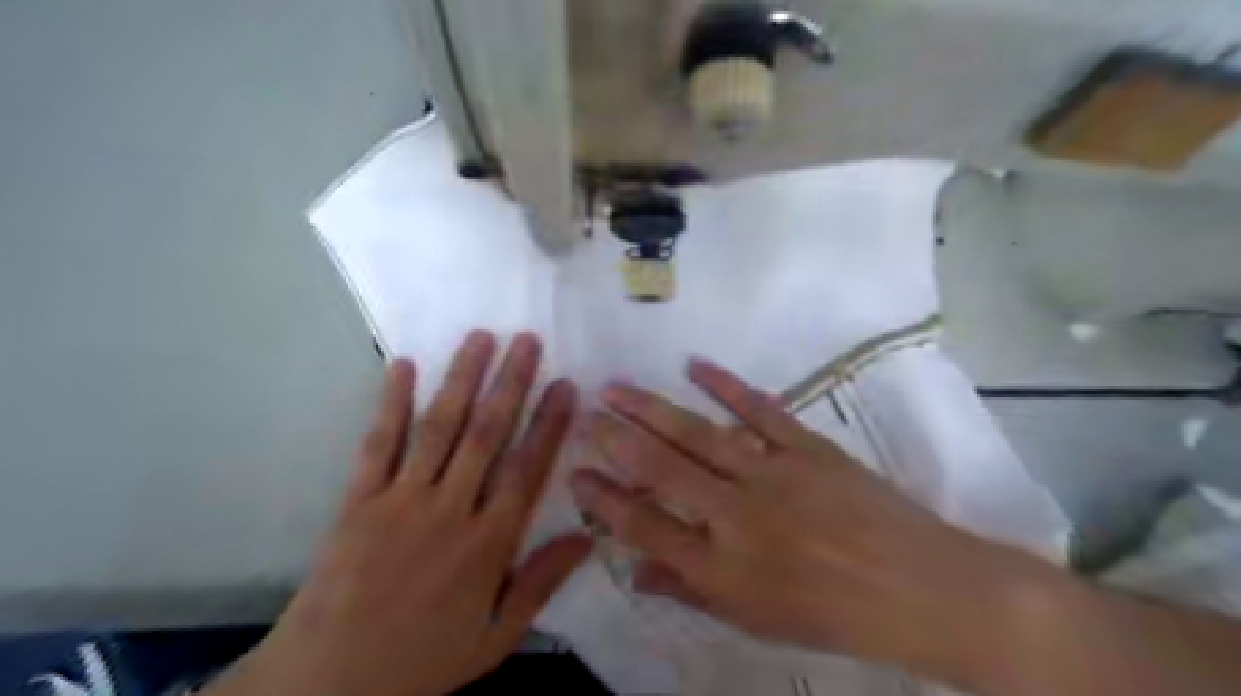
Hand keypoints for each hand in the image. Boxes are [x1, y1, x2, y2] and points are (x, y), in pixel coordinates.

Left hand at [206, 330, 589, 695]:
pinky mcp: (359, 499)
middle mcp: (451, 509)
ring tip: (480, 338)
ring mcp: (402, 500)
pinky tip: (404, 366)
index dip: (549, 424)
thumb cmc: (423, 658)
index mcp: (488, 543)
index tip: (565, 385)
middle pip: (486, 434)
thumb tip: (587, 537)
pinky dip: (392, 404)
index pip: (527, 469)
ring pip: (439, 428)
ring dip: (462, 379)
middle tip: (527, 340)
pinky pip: (379, 444)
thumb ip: (542, 584)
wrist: (328, 683)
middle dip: (510, 383)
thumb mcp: (495, 638)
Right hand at [572, 359, 1056, 680]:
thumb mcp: (754, 620)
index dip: (604, 500)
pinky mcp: (807, 448)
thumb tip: (636, 571)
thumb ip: (690, 590)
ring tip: (615, 387)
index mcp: (723, 568)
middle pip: (662, 470)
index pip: (644, 527)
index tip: (574, 473)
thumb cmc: (832, 615)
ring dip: (653, 409)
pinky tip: (695, 365)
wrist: (919, 589)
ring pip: (699, 434)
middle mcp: (738, 516)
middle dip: (615, 439)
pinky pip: (760, 410)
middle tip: (582, 414)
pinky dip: (727, 385)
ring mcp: (774, 475)